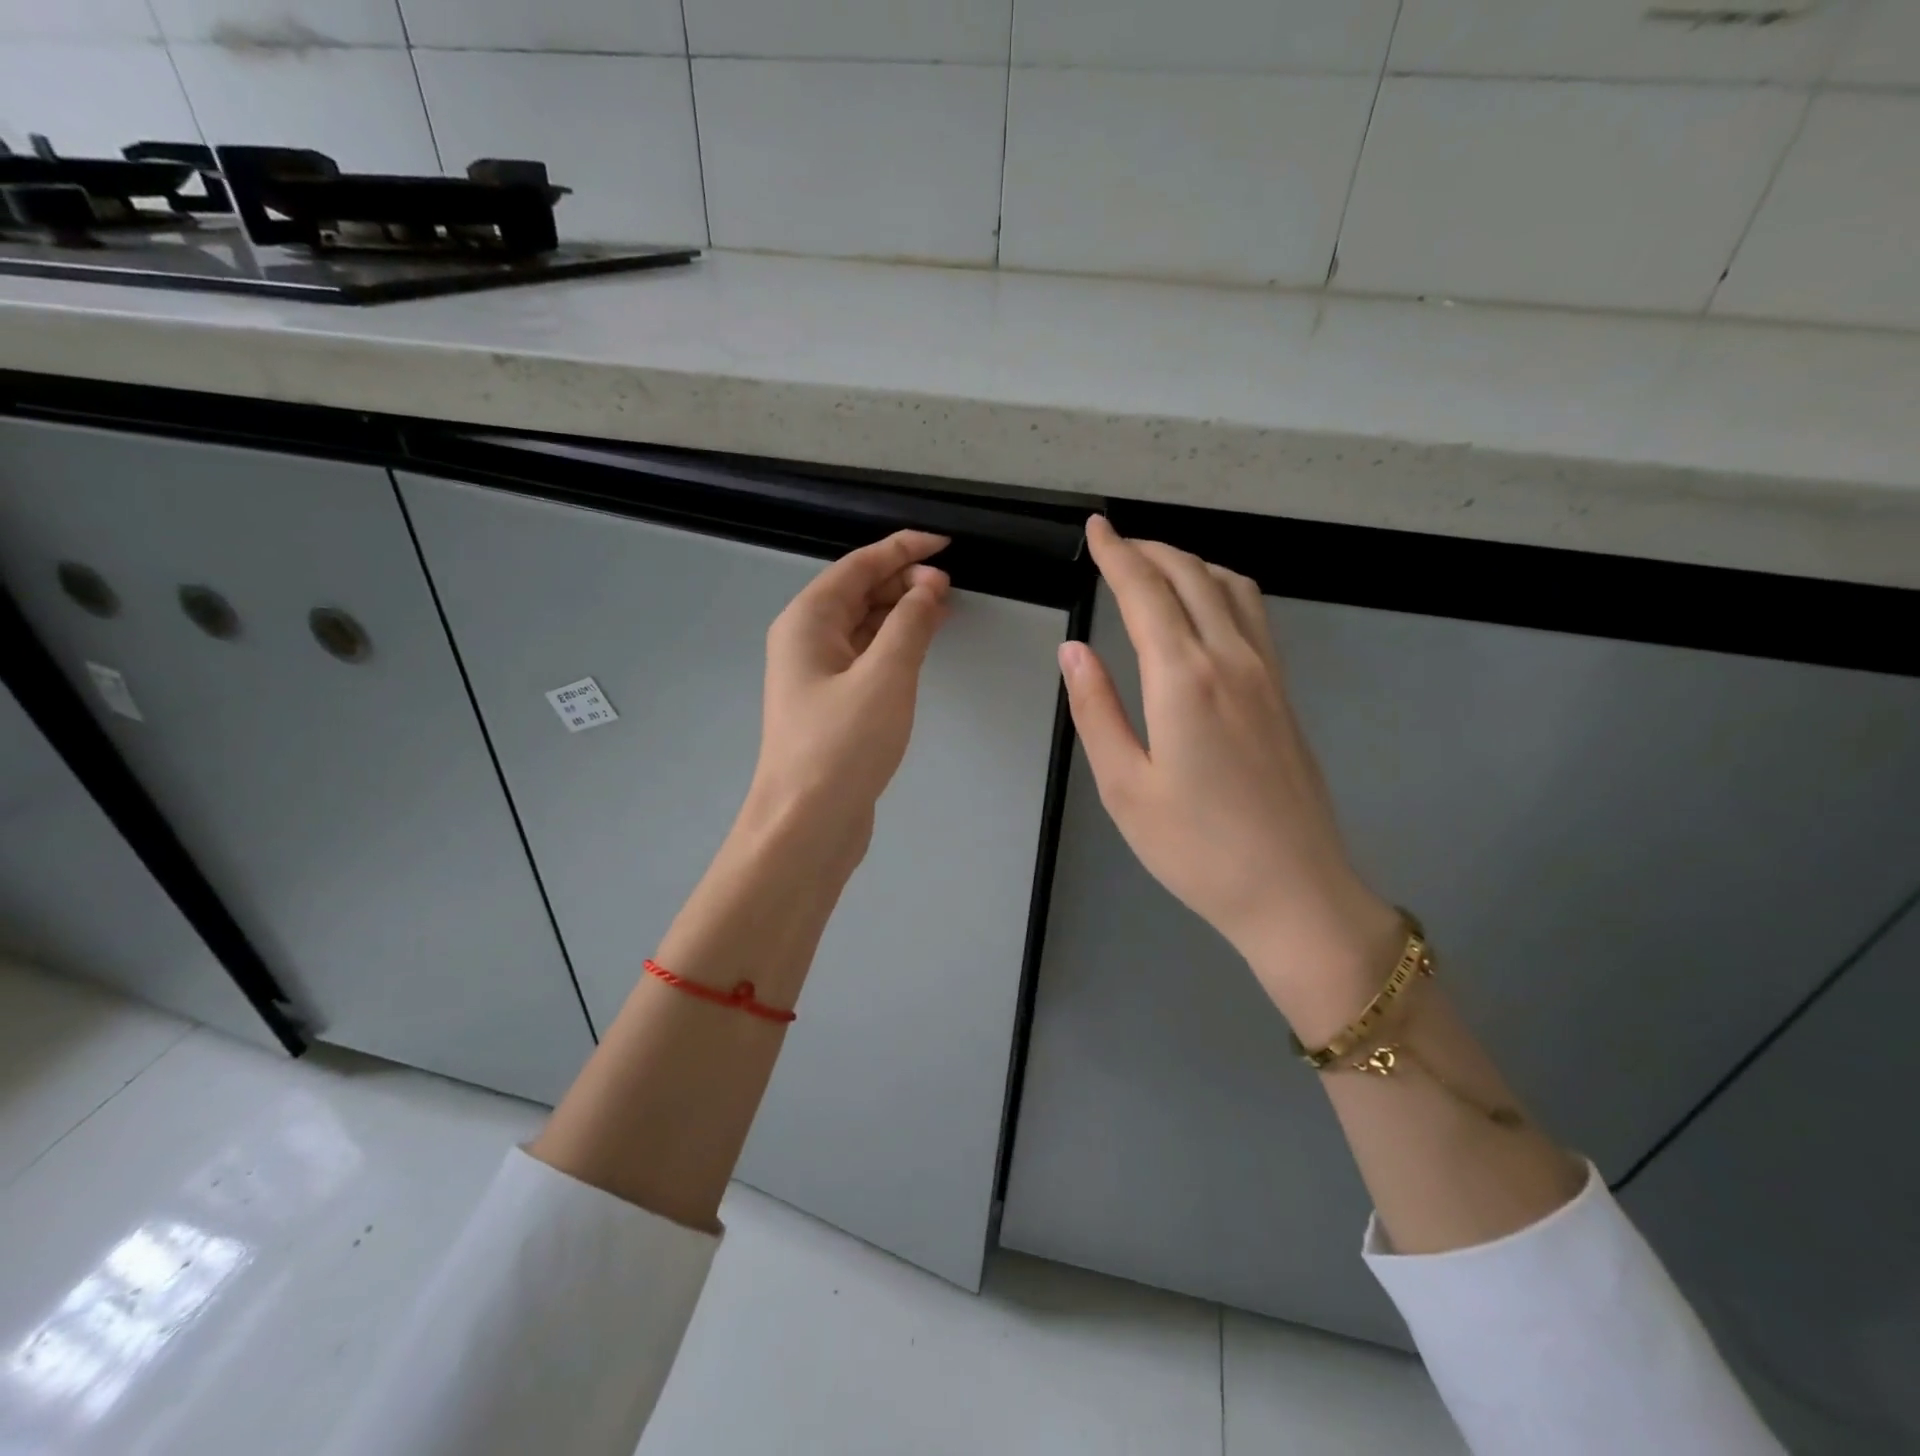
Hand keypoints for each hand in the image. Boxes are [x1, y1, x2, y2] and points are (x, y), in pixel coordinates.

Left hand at [742, 529, 951, 862]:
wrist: (807, 824)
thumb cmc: (842, 745)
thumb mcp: (885, 676)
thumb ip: (910, 624)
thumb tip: (928, 586)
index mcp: (807, 622)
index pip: (858, 566)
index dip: (902, 549)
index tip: (944, 542)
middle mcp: (806, 641)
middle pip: (857, 592)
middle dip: (903, 581)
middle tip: (950, 584)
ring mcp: (817, 675)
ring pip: (863, 626)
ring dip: (901, 612)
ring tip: (943, 607)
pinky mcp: (832, 705)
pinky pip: (866, 657)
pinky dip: (894, 645)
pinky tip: (920, 646)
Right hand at [1059, 516, 1401, 1040]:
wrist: (1293, 891)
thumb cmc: (1196, 849)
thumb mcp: (1124, 787)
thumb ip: (1096, 710)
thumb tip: (1073, 650)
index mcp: (1183, 681)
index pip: (1145, 593)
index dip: (1116, 554)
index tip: (1096, 529)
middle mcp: (1230, 660)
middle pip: (1191, 577)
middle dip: (1150, 550)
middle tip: (1116, 543)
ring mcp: (1266, 673)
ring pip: (1229, 587)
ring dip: (1189, 562)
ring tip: (1155, 566)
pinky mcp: (1283, 692)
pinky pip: (1254, 613)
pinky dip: (1222, 586)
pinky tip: (1207, 603)